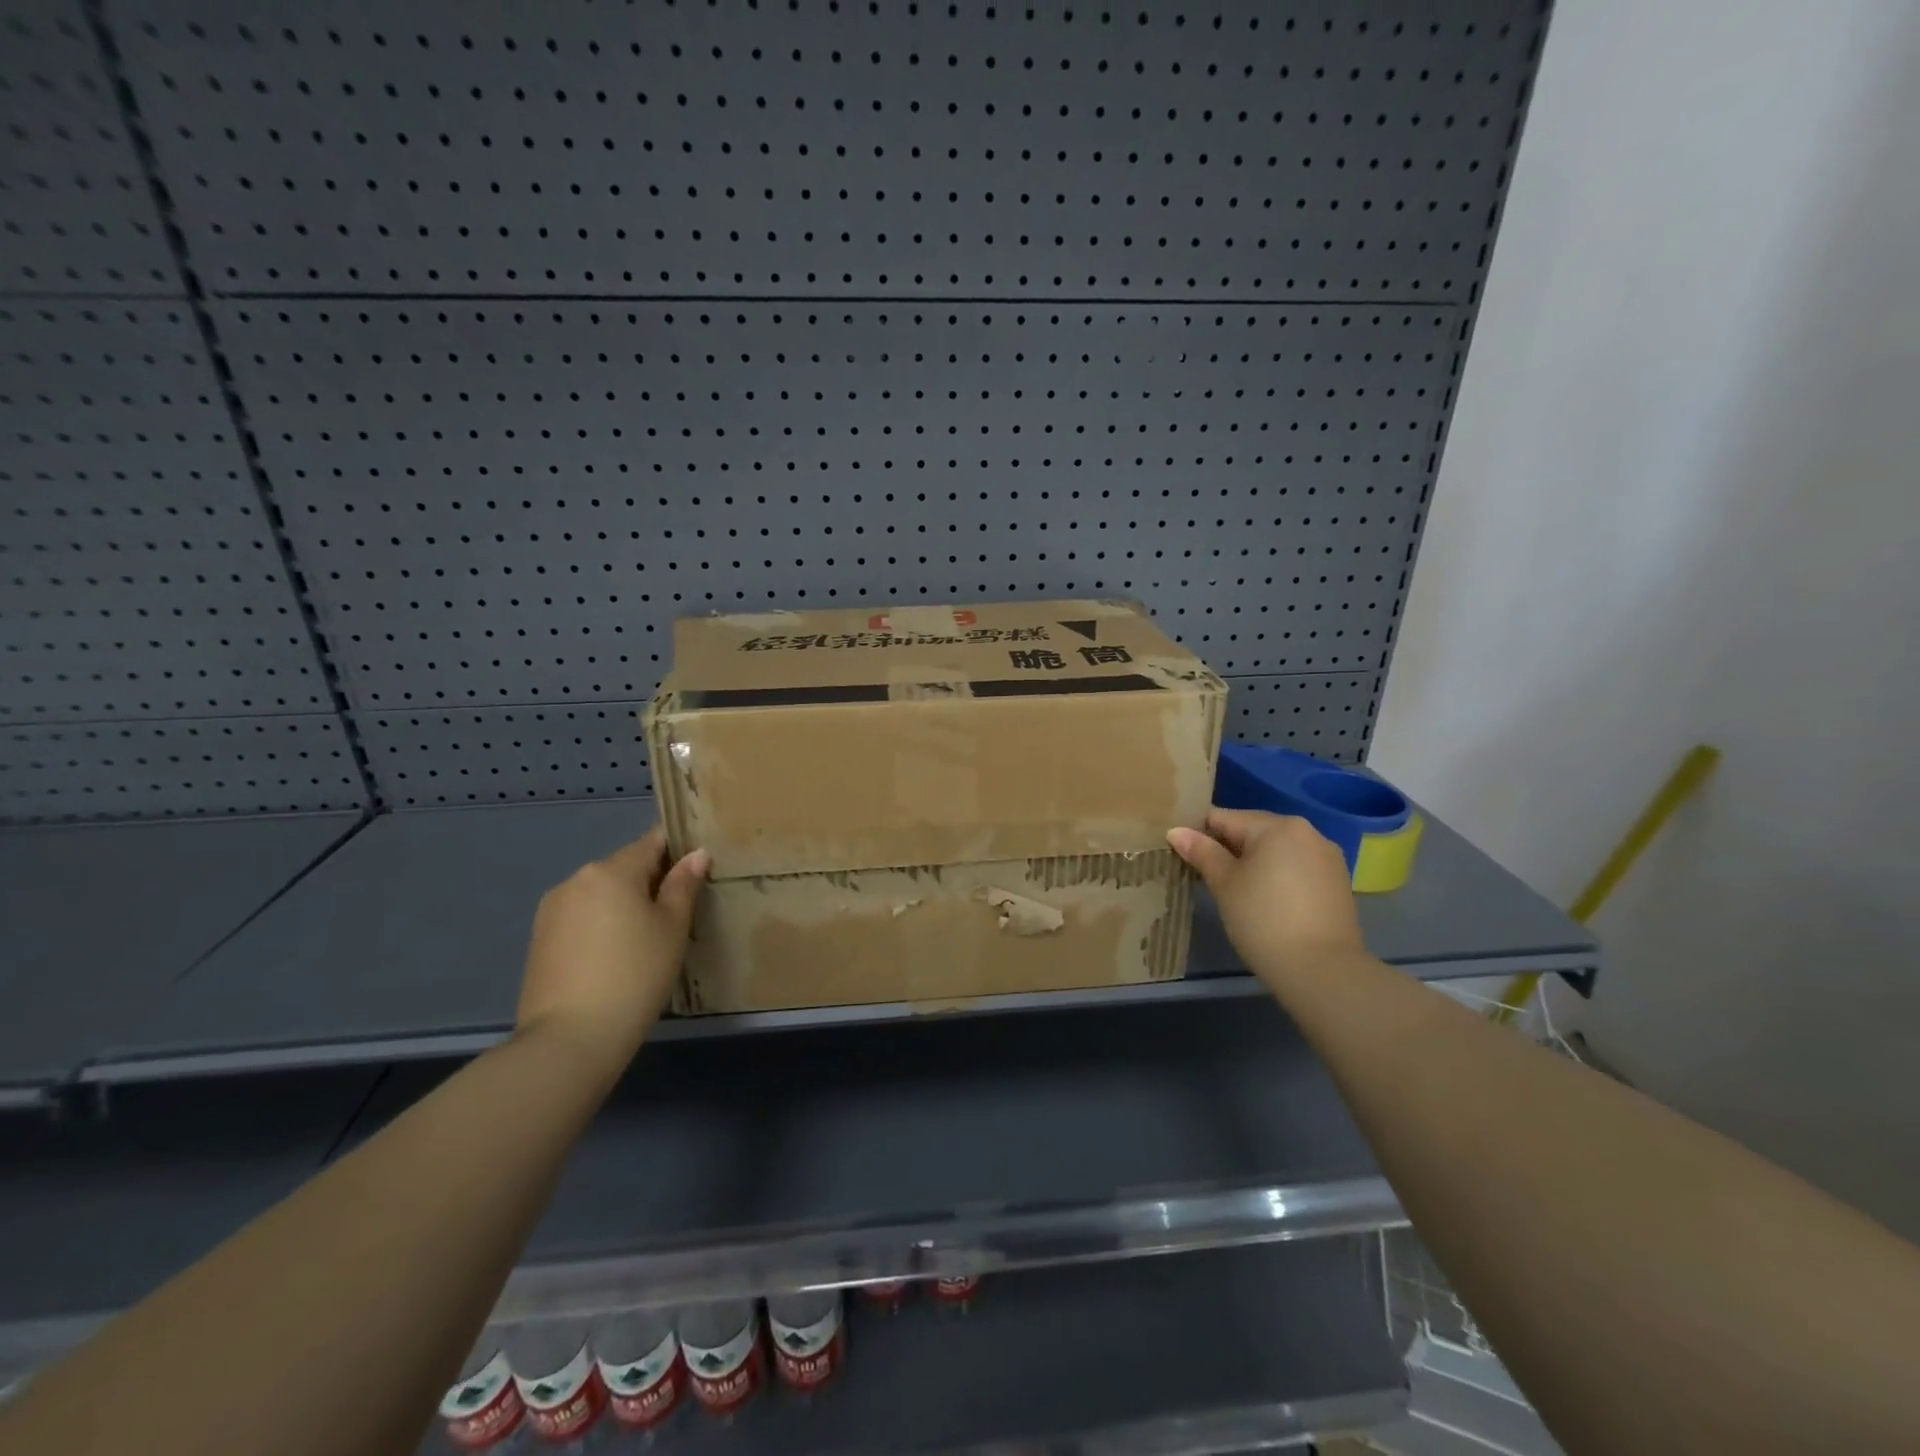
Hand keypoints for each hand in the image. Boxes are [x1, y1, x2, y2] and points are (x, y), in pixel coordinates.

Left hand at [516, 826, 709, 1076]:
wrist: (569, 1040)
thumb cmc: (634, 976)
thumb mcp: (672, 928)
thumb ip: (684, 885)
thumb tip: (697, 854)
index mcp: (611, 870)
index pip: (652, 842)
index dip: (678, 850)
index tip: (697, 871)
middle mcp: (576, 879)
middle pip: (625, 868)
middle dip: (651, 882)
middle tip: (679, 913)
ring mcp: (552, 910)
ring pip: (602, 894)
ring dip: (625, 905)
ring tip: (647, 940)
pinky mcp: (540, 940)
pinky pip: (582, 918)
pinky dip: (602, 926)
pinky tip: (616, 957)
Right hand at [1168, 809, 1364, 990]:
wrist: (1322, 971)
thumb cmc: (1263, 920)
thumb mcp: (1225, 884)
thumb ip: (1201, 852)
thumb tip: (1176, 831)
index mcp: (1278, 826)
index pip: (1224, 818)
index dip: (1198, 834)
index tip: (1183, 854)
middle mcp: (1308, 832)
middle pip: (1253, 831)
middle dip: (1228, 848)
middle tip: (1206, 877)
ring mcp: (1327, 858)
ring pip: (1277, 850)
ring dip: (1254, 863)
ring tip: (1236, 892)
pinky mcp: (1337, 883)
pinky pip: (1297, 868)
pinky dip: (1278, 877)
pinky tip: (1267, 902)